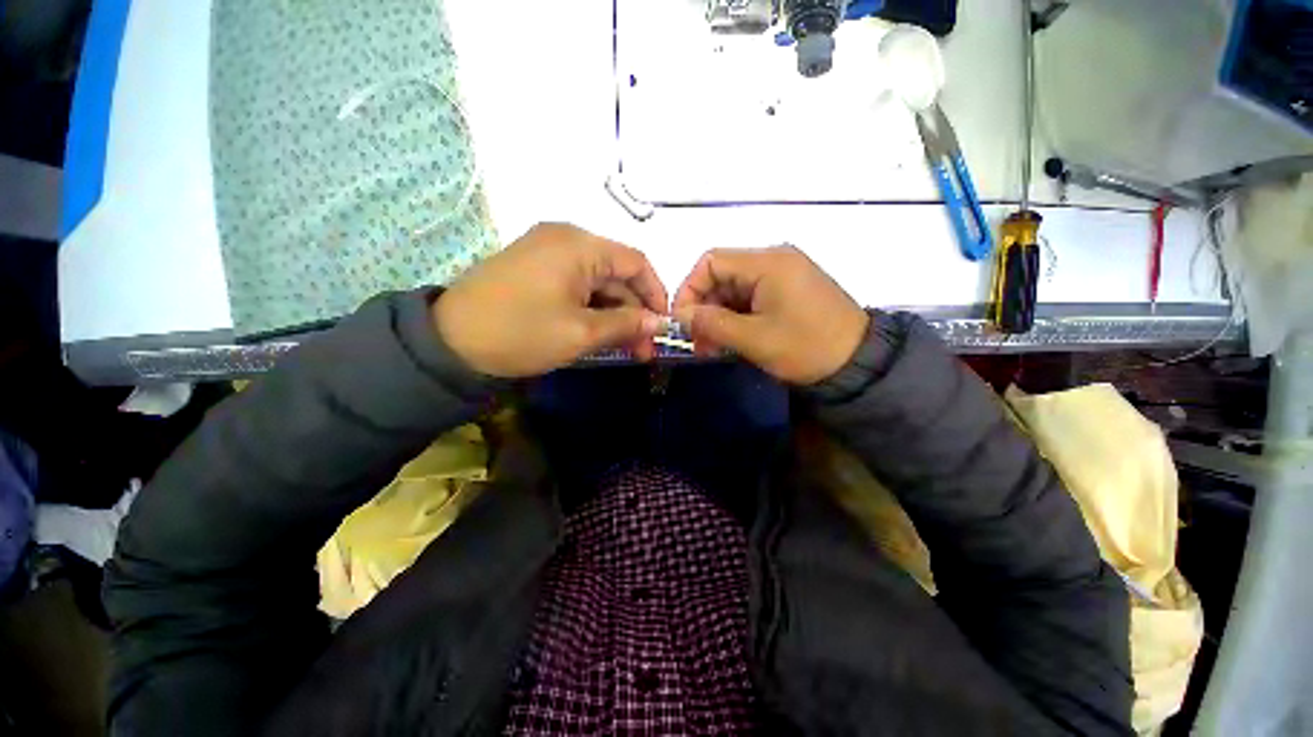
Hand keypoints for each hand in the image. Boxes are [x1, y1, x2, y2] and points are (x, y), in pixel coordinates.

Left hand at [434, 223, 667, 377]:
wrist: (448, 342)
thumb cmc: (522, 333)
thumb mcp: (581, 333)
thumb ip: (626, 324)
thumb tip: (659, 323)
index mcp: (580, 245)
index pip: (636, 263)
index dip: (656, 294)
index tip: (662, 326)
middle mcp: (566, 238)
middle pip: (616, 273)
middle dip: (634, 311)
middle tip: (643, 349)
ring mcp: (547, 250)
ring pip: (596, 281)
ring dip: (613, 312)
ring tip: (623, 346)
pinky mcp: (534, 266)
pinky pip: (575, 283)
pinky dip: (591, 307)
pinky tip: (597, 331)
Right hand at [672, 246, 868, 384]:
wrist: (860, 364)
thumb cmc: (806, 348)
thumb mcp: (754, 339)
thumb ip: (712, 324)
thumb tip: (680, 316)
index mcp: (768, 262)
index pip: (710, 262)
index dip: (689, 289)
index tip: (682, 322)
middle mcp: (774, 260)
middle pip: (721, 275)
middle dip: (703, 308)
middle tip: (697, 342)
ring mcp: (783, 275)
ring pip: (734, 289)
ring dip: (718, 316)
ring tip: (712, 347)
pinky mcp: (788, 291)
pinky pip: (750, 298)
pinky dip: (736, 318)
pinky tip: (731, 340)